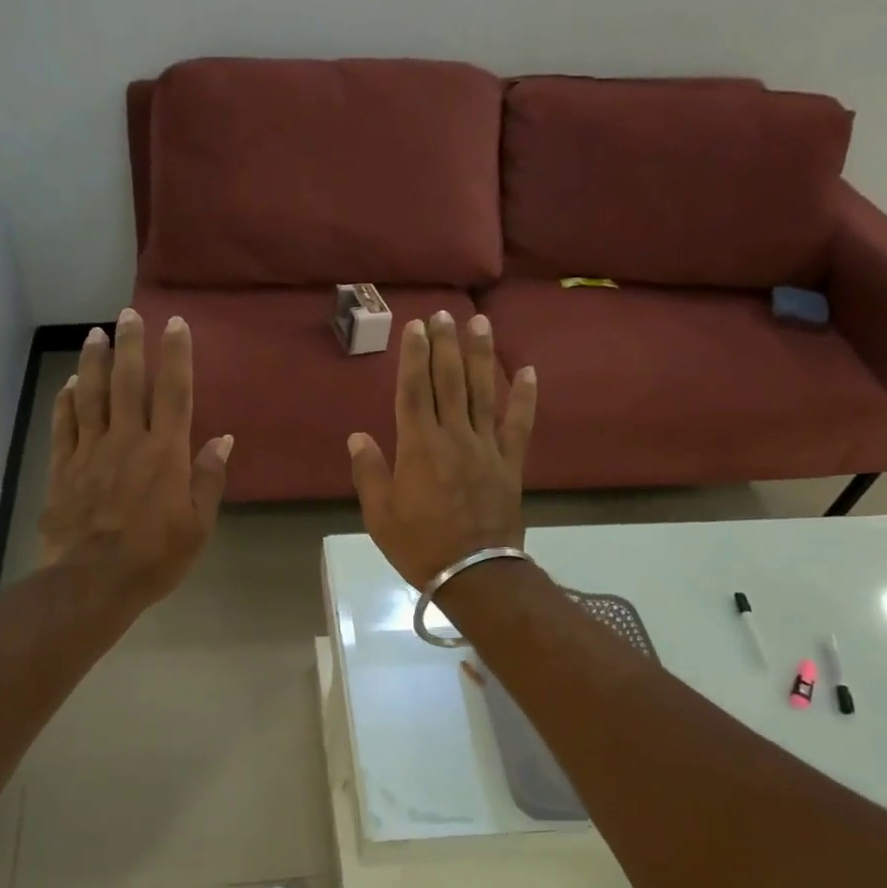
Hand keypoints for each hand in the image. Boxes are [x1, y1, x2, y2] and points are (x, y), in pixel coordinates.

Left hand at [39, 309, 232, 604]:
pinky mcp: (64, 467)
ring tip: (95, 334)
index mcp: (165, 453)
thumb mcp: (197, 525)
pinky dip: (67, 401)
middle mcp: (128, 441)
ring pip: (91, 395)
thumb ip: (208, 479)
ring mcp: (91, 451)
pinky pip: (64, 425)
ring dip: (95, 362)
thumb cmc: (155, 556)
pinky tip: (70, 384)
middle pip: (129, 383)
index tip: (175, 324)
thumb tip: (223, 440)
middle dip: (131, 345)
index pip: (174, 393)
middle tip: (128, 314)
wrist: (93, 581)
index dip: (177, 356)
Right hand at [347, 312, 536, 587]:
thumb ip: (369, 472)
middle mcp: (454, 437)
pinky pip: (518, 425)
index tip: (416, 327)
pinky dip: (524, 398)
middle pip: (449, 382)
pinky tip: (527, 371)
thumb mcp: (380, 514)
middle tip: (444, 313)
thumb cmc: (420, 545)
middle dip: (445, 345)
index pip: (414, 391)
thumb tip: (358, 436)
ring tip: (479, 323)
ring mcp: (486, 448)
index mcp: (418, 447)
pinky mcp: (510, 464)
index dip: (414, 357)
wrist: (474, 573)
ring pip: (483, 393)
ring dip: (481, 356)